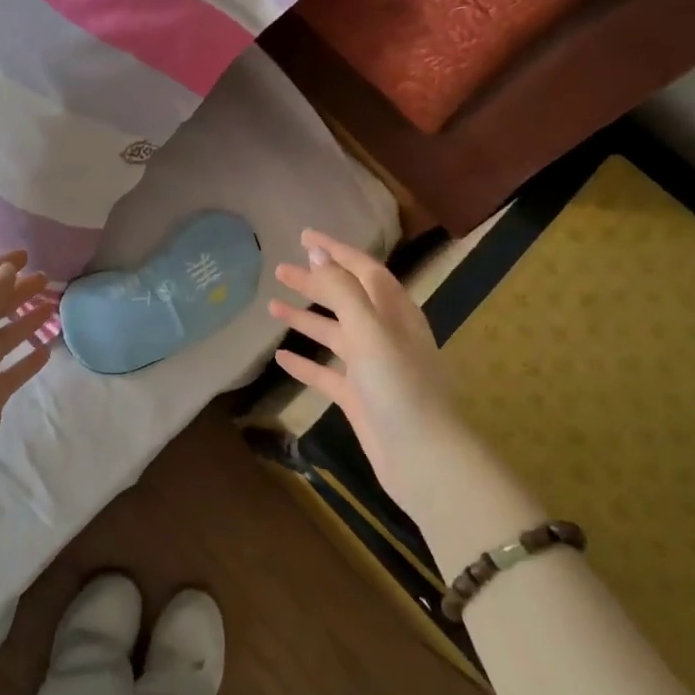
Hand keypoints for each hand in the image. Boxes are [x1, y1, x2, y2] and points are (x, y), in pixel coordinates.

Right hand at [269, 230, 477, 520]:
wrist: (422, 457)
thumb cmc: (399, 386)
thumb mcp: (370, 330)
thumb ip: (343, 291)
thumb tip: (318, 255)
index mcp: (394, 313)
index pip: (363, 269)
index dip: (336, 250)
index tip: (304, 237)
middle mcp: (384, 335)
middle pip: (345, 299)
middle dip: (314, 282)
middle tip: (279, 270)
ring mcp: (371, 368)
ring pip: (333, 334)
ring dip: (305, 318)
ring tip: (271, 305)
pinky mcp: (358, 398)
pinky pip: (326, 373)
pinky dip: (304, 362)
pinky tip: (280, 356)